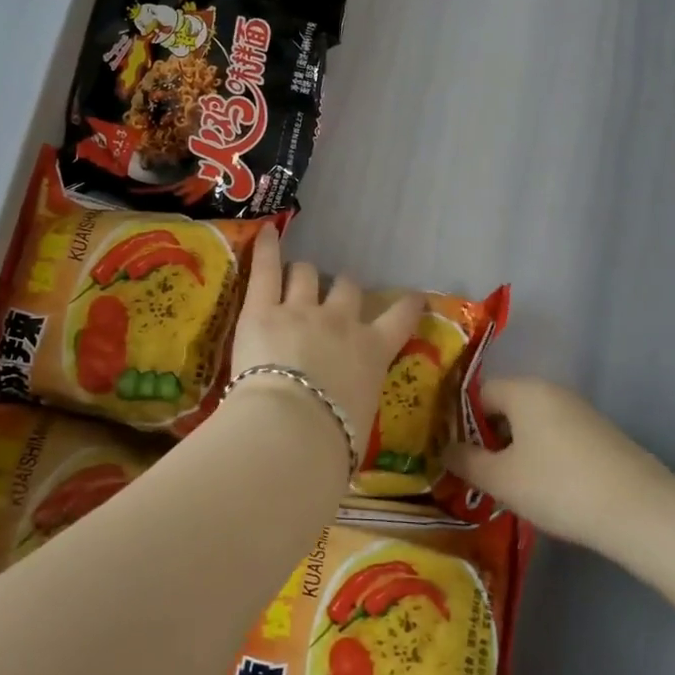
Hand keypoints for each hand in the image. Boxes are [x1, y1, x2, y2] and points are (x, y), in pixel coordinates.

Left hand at [229, 226, 422, 449]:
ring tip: (298, 276)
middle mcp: (340, 322)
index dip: (406, 305)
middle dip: (342, 290)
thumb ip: (356, 406)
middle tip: (334, 298)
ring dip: (305, 275)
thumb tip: (347, 423)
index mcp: (372, 352)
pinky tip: (267, 231)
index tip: (412, 297)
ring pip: (307, 274)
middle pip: (347, 288)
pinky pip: (266, 269)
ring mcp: (300, 310)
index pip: (400, 319)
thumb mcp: (359, 424)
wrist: (292, 430)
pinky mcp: (262, 309)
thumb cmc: (331, 442)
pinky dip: (267, 248)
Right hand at [445, 378, 674, 559]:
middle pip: (506, 406)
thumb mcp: (501, 479)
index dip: (460, 421)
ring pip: (532, 424)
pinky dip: (543, 456)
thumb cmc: (559, 487)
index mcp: (523, 390)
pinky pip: (557, 436)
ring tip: (508, 485)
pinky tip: (545, 488)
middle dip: (489, 437)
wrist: (641, 511)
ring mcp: (580, 411)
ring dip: (516, 449)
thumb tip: (444, 450)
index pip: (478, 393)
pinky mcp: (601, 435)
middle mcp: (551, 390)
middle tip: (477, 472)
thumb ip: (466, 461)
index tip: (453, 453)